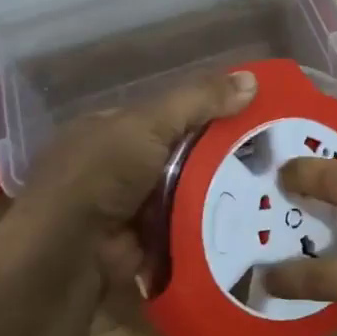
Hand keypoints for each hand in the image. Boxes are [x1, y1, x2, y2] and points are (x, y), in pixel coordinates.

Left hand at [5, 69, 256, 297]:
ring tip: (269, 188)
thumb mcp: (149, 124)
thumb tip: (252, 79)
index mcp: (111, 129)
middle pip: (181, 154)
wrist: (66, 256)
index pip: (169, 114)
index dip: (208, 112)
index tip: (251, 116)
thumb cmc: (100, 176)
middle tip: (270, 156)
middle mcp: (117, 165)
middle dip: (219, 156)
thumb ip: (198, 100)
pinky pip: (184, 227)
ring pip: (186, 191)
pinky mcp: (142, 243)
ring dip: (217, 193)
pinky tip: (248, 221)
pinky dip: (207, 225)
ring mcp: (128, 207)